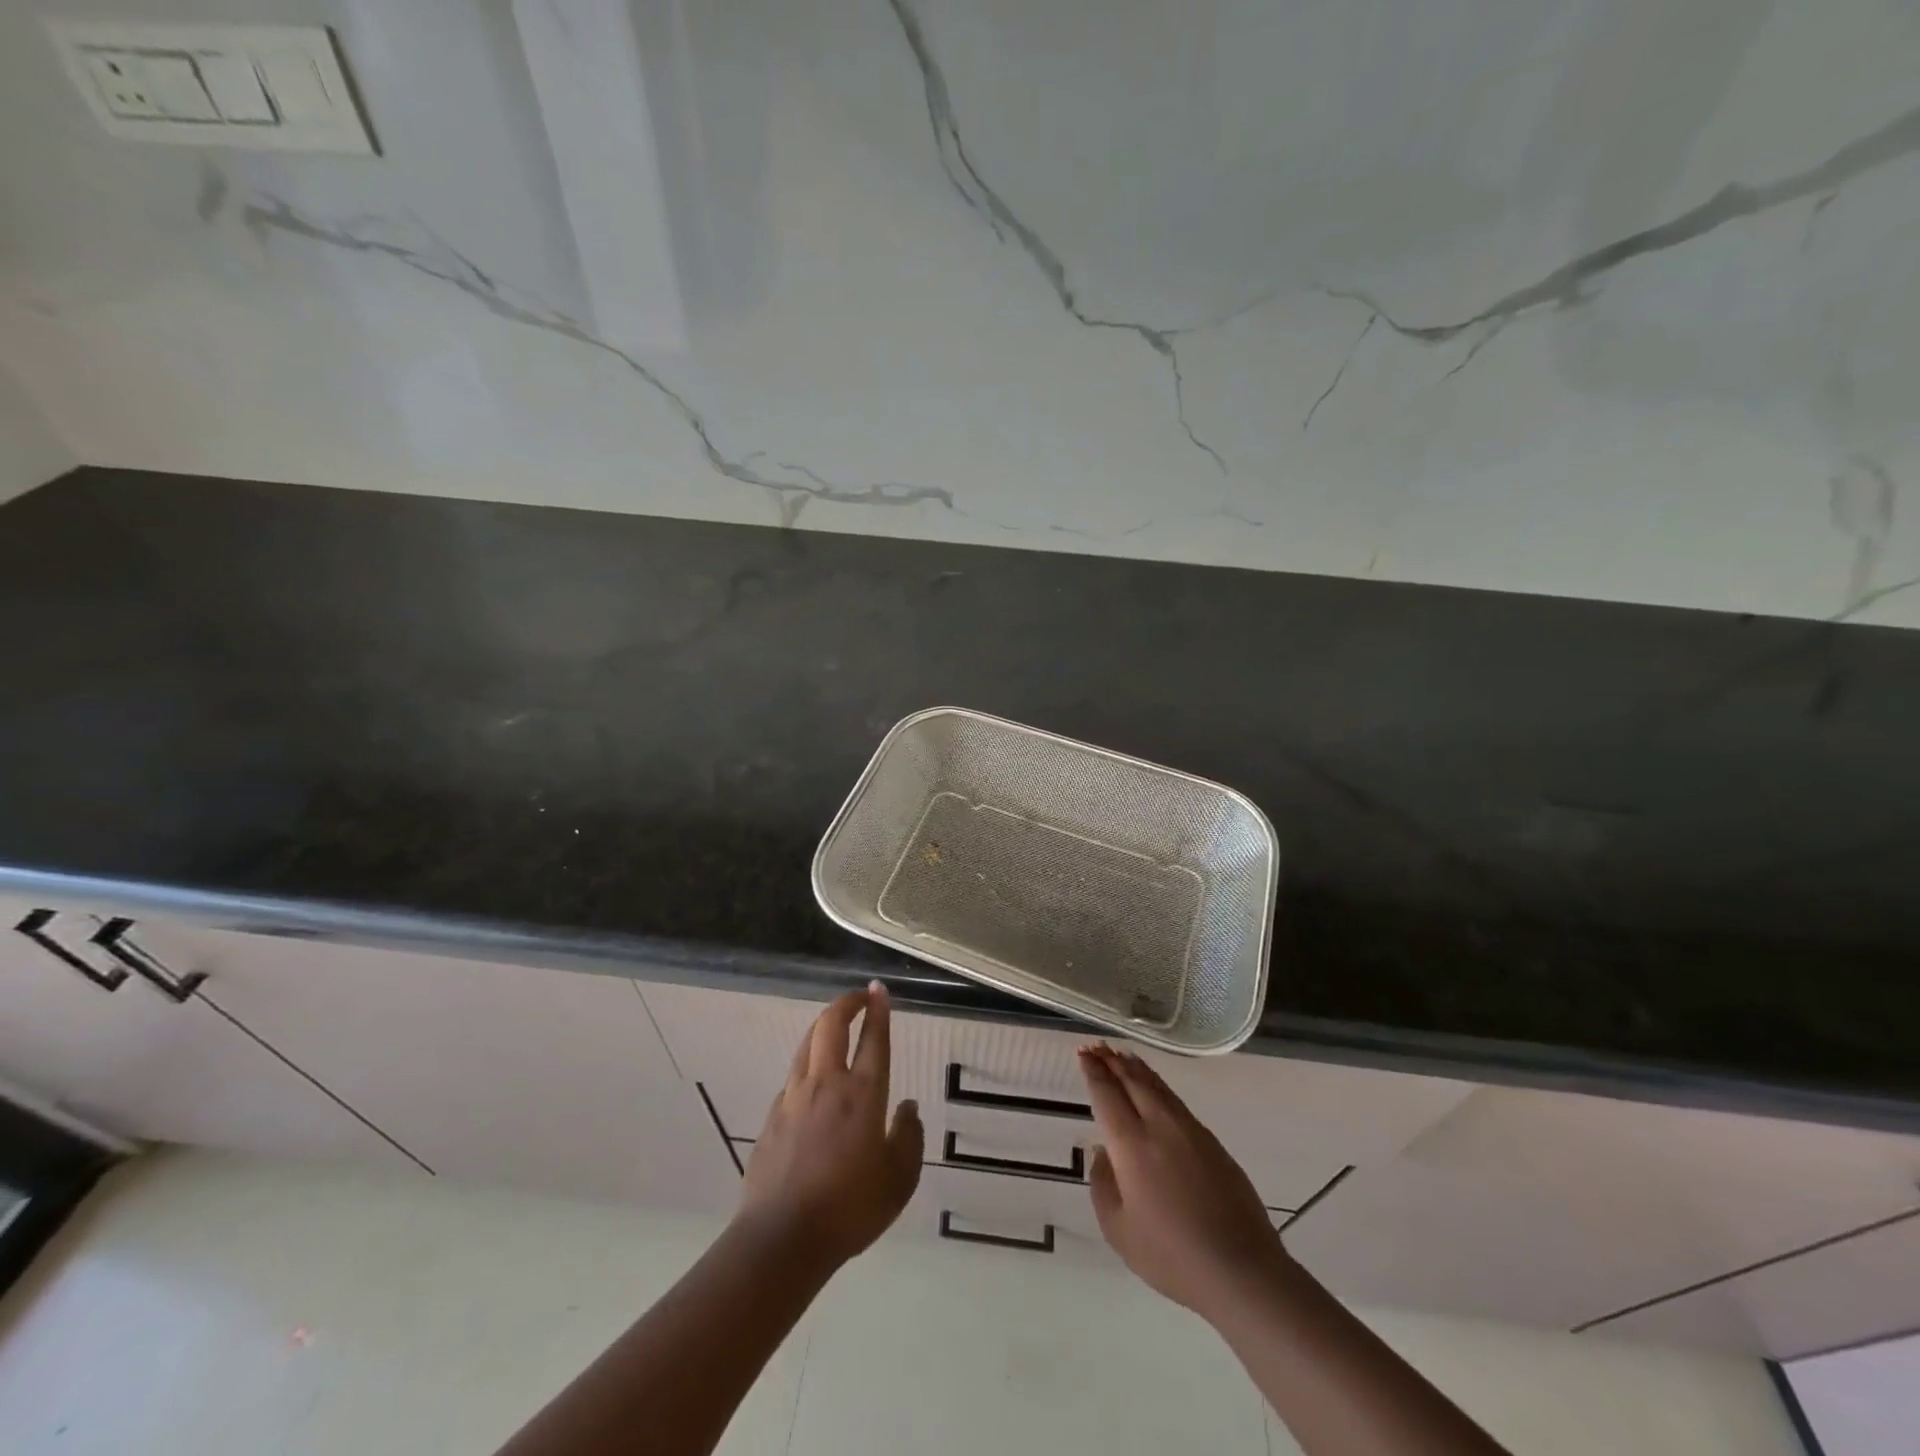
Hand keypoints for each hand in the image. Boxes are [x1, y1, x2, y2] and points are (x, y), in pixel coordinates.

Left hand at [738, 982, 923, 1269]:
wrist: (782, 1239)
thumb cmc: (849, 1210)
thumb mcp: (898, 1182)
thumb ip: (908, 1139)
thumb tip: (909, 1108)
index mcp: (862, 1095)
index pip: (873, 1039)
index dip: (878, 1010)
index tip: (879, 989)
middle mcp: (827, 1084)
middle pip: (831, 1026)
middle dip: (846, 1003)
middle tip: (859, 998)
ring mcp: (794, 1097)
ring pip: (806, 1045)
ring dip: (823, 1028)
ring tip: (835, 1027)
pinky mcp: (772, 1116)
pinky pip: (793, 1077)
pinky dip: (807, 1065)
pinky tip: (812, 1082)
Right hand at [1079, 1044, 1286, 1320]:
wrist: (1240, 1269)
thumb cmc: (1171, 1256)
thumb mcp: (1119, 1230)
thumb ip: (1102, 1185)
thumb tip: (1103, 1152)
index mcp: (1132, 1144)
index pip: (1107, 1095)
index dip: (1094, 1072)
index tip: (1083, 1054)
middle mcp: (1159, 1126)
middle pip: (1132, 1081)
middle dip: (1112, 1061)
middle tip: (1097, 1047)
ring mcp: (1189, 1130)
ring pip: (1157, 1087)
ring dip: (1136, 1069)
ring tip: (1122, 1056)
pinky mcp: (1211, 1142)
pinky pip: (1175, 1101)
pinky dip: (1158, 1085)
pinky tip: (1155, 1088)